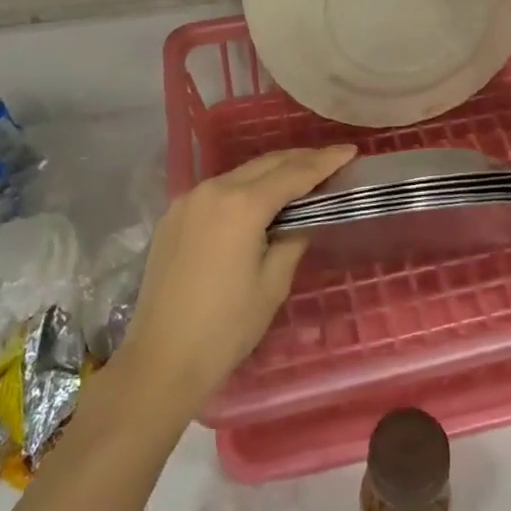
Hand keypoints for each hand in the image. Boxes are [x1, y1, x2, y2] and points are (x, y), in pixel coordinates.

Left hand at [113, 146, 355, 415]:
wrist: (160, 360)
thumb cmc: (226, 327)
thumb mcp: (273, 284)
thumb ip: (293, 239)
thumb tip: (302, 219)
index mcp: (242, 204)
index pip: (294, 173)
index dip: (325, 161)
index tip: (350, 150)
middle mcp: (213, 189)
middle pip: (266, 163)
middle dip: (301, 159)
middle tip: (331, 160)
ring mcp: (189, 200)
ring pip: (241, 173)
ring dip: (272, 171)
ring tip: (300, 176)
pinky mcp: (174, 215)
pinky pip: (219, 190)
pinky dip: (245, 187)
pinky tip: (259, 199)